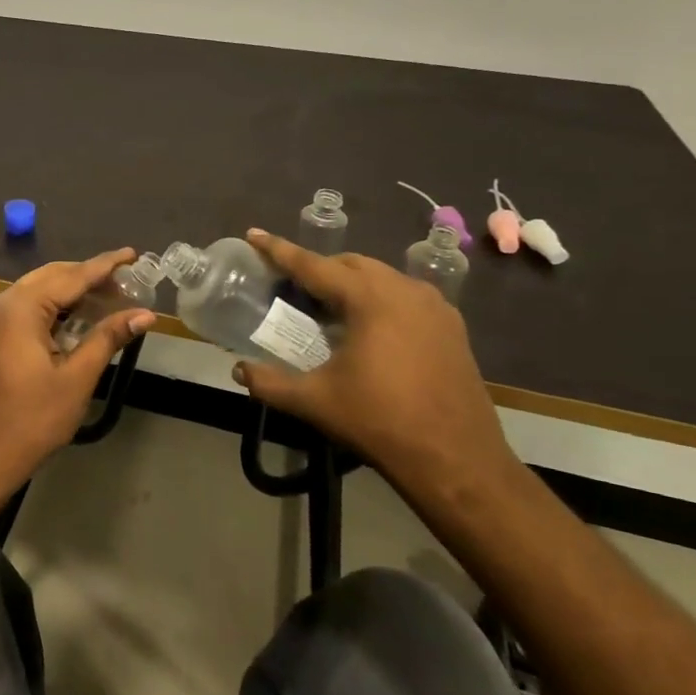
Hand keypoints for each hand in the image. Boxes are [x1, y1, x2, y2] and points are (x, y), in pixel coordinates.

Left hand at [0, 249, 154, 480]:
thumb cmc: (33, 418)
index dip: (104, 266)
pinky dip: (53, 308)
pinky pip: (25, 308)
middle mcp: (2, 303)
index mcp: (21, 308)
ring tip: (108, 299)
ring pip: (38, 291)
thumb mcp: (77, 377)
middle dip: (88, 277)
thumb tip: (145, 314)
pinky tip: (77, 319)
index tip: (132, 254)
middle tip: (126, 283)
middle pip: (52, 277)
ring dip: (71, 293)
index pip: (71, 276)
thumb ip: (108, 338)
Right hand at [232, 229, 515, 488]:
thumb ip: (270, 383)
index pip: (314, 265)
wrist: (457, 460)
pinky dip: (378, 298)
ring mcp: (435, 307)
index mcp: (370, 300)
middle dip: (317, 267)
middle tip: (289, 284)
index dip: (279, 250)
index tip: (254, 234)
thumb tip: (238, 371)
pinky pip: (406, 296)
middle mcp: (405, 291)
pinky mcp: (452, 327)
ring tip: (326, 306)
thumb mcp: (316, 401)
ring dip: (350, 282)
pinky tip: (368, 327)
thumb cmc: (381, 422)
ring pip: (381, 277)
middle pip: (350, 264)